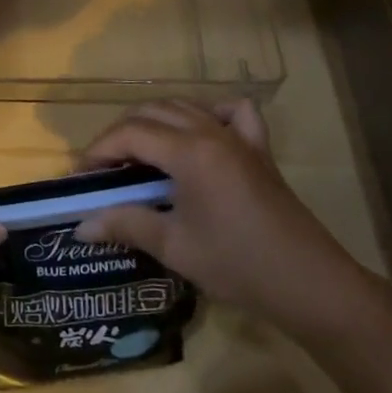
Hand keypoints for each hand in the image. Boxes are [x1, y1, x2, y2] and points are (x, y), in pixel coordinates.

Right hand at [72, 99, 385, 339]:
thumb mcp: (174, 247)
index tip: (81, 177)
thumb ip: (125, 225)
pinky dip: (210, 113)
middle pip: (152, 113)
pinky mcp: (259, 150)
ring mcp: (239, 137)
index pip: (129, 134)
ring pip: (185, 107)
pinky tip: (200, 133)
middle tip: (104, 169)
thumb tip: (81, 225)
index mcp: (189, 151)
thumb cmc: (237, 265)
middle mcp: (211, 132)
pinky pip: (232, 113)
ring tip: (137, 155)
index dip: (99, 151)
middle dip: (120, 135)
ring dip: (154, 122)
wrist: (310, 285)